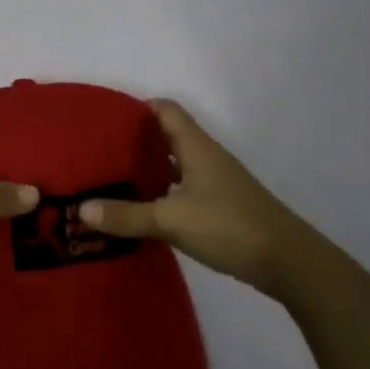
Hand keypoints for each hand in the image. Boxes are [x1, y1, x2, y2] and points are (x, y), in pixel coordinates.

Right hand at [79, 99, 303, 296]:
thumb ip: (127, 215)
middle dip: (136, 141)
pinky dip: (164, 193)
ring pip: (176, 164)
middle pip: (168, 136)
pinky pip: (185, 188)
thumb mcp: (171, 220)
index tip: (106, 119)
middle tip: (100, 153)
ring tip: (115, 180)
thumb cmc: (229, 226)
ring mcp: (217, 182)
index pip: (165, 109)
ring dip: (150, 169)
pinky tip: (145, 210)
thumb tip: (81, 209)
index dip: (137, 108)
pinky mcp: (222, 205)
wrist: (288, 261)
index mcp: (195, 146)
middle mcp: (206, 156)